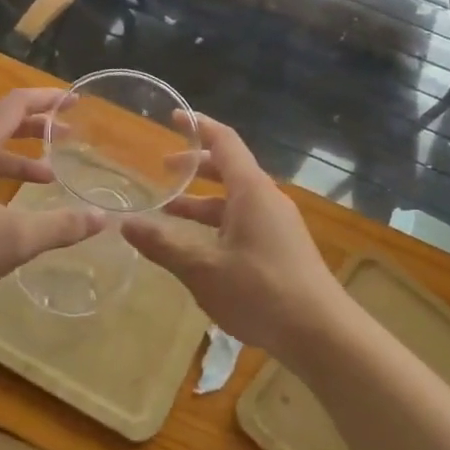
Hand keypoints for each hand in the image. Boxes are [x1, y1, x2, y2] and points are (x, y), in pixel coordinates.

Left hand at [0, 89, 104, 322]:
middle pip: (0, 122)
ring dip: (18, 155)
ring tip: (49, 175)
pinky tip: (10, 201)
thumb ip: (60, 227)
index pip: (15, 105)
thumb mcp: (13, 241)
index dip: (48, 100)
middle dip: (37, 127)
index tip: (75, 102)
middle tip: (70, 136)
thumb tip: (102, 219)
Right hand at [120, 116, 345, 354]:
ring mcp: (278, 224)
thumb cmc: (261, 291)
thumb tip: (127, 224)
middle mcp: (267, 198)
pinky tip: (199, 248)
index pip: (224, 141)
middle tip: (163, 169)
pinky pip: (245, 221)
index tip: (174, 116)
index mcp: (251, 190)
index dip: (198, 125)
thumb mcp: (203, 269)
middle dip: (195, 166)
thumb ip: (164, 245)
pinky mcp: (283, 247)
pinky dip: (218, 223)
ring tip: (169, 213)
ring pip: (235, 200)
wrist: (321, 333)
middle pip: (229, 168)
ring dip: (203, 202)